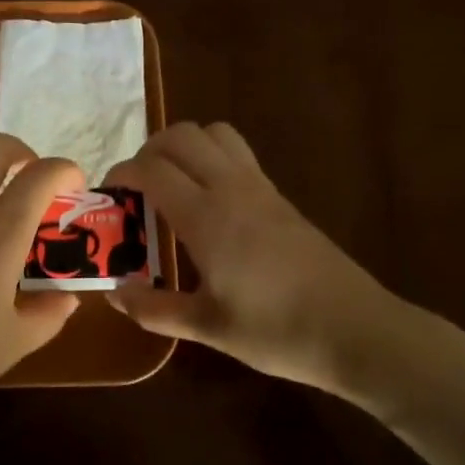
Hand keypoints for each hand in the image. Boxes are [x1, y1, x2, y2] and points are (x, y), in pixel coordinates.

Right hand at [105, 122, 428, 398]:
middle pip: (181, 135)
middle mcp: (231, 188)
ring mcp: (260, 187)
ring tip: (171, 186)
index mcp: (206, 216)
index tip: (108, 196)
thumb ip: (154, 308)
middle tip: (137, 189)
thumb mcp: (207, 328)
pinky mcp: (280, 196)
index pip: (152, 168)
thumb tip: (113, 294)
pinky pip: (237, 153)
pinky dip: (210, 157)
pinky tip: (208, 203)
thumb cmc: (277, 331)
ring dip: (183, 146)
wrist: (356, 330)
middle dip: (148, 151)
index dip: (122, 173)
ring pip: (214, 133)